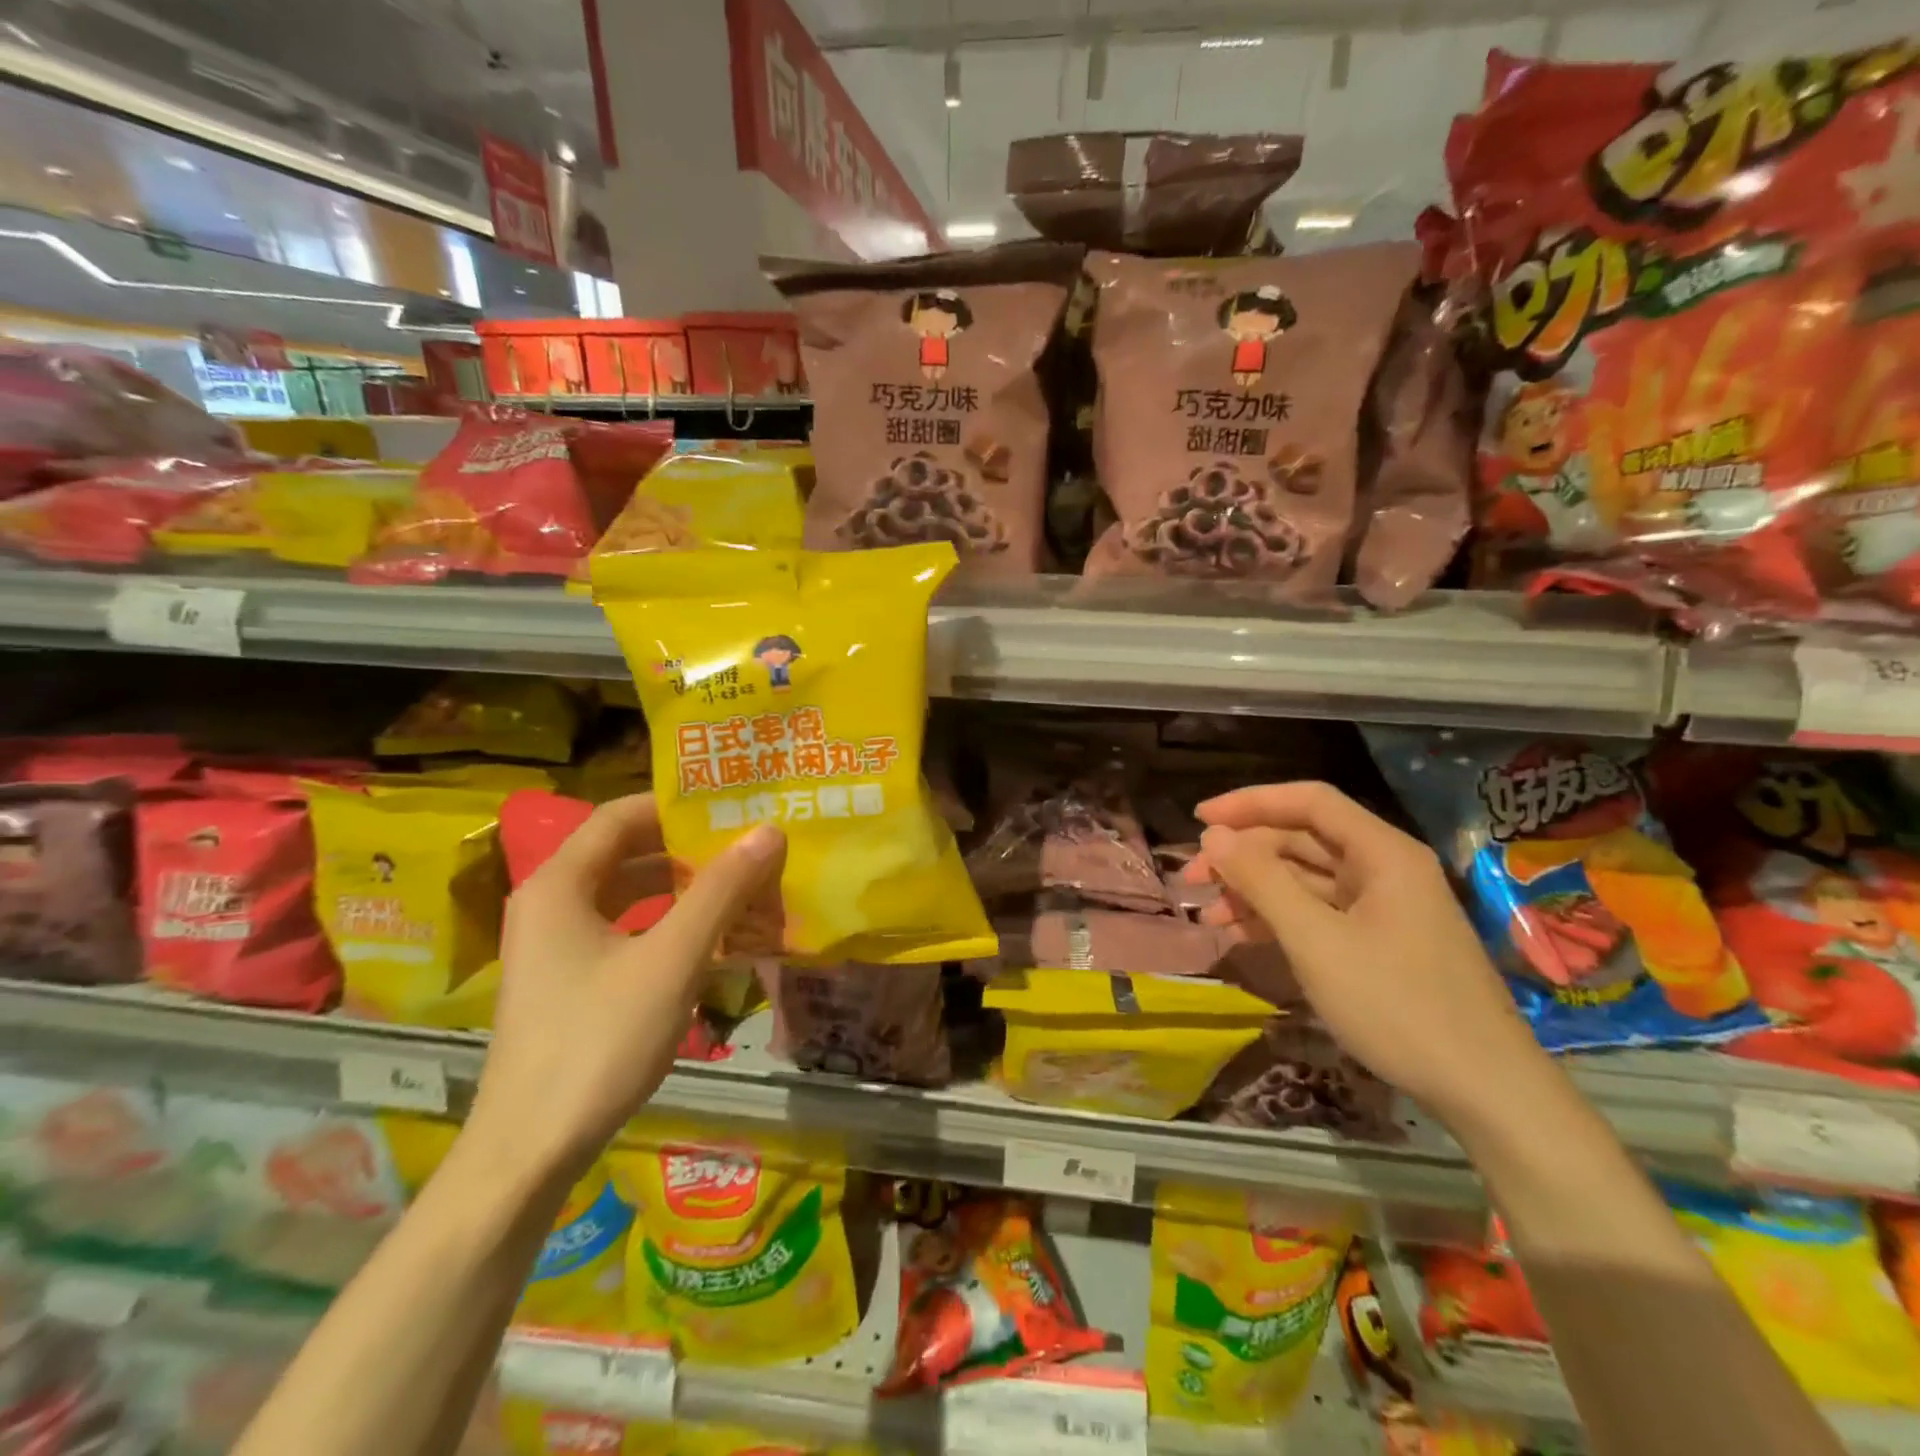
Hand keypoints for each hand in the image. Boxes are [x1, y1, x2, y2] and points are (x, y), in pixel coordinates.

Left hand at [467, 795, 784, 1180]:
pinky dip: (668, 926)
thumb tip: (768, 832)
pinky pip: (625, 933)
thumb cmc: (598, 1042)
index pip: (620, 815)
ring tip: (741, 888)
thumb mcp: (671, 959)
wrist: (529, 1153)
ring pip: (628, 896)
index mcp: (559, 885)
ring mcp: (555, 948)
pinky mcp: (567, 984)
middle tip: (748, 847)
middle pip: (625, 853)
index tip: (732, 807)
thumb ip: (721, 891)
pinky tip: (712, 941)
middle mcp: (550, 905)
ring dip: (683, 889)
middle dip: (688, 849)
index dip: (676, 805)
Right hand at [1186, 780, 1545, 1125]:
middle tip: (1193, 878)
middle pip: (1302, 839)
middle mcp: (1384, 868)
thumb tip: (1214, 835)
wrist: (1484, 1090)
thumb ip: (1262, 881)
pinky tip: (1242, 934)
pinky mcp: (1380, 940)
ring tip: (1208, 913)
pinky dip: (1278, 917)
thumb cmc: (1397, 1005)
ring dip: (1255, 889)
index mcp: (1382, 852)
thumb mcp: (1316, 941)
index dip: (1249, 802)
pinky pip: (1318, 911)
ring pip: (1305, 878)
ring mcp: (1384, 906)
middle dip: (1244, 854)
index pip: (1308, 801)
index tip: (1198, 819)